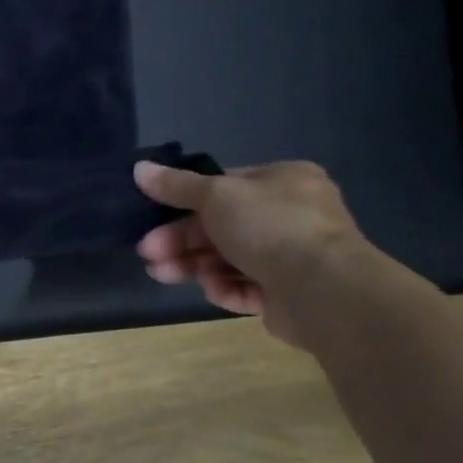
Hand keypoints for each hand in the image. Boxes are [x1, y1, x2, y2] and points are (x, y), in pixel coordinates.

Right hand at [133, 159, 368, 346]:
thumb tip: (139, 168)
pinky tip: (213, 288)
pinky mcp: (286, 294)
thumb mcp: (215, 195)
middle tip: (148, 252)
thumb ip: (176, 185)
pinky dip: (225, 287)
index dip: (185, 201)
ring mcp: (290, 256)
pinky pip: (245, 286)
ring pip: (226, 258)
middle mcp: (289, 215)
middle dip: (179, 239)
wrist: (323, 290)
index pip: (224, 186)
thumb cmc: (270, 226)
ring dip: (190, 264)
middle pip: (219, 226)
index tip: (153, 215)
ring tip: (160, 273)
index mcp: (282, 181)